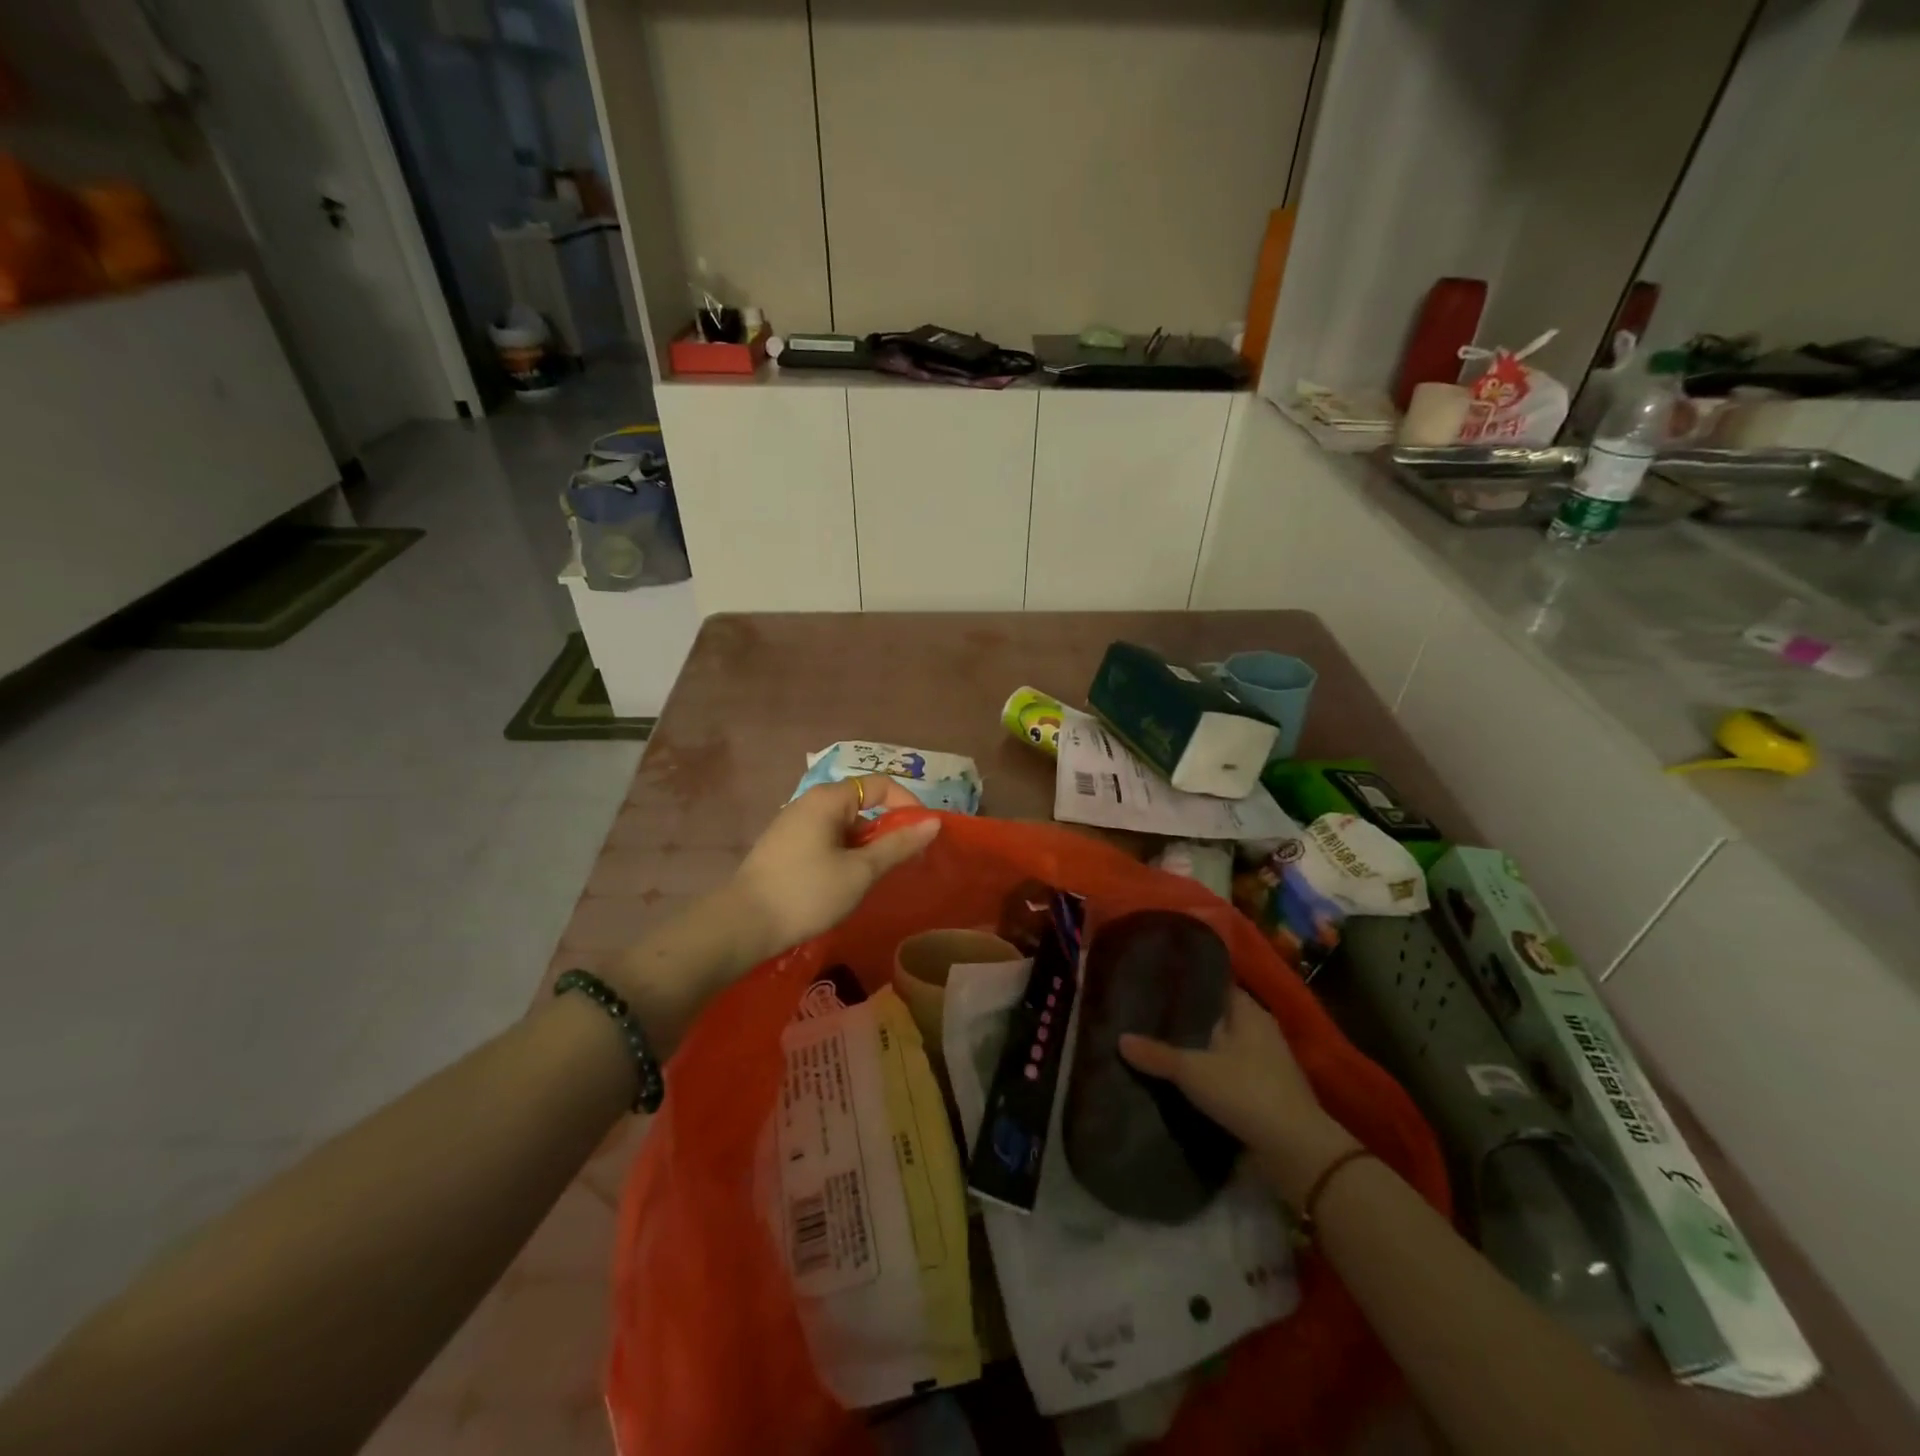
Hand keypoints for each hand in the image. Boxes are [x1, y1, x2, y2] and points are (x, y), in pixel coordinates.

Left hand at [729, 777, 939, 961]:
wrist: (743, 925)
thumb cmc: (807, 892)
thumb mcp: (860, 871)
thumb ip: (898, 845)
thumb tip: (933, 823)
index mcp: (829, 799)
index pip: (880, 784)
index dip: (908, 804)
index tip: (923, 834)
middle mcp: (810, 802)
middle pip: (862, 804)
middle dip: (887, 829)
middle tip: (904, 862)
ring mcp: (793, 824)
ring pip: (844, 826)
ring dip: (866, 846)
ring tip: (876, 878)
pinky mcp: (784, 847)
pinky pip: (826, 840)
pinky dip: (845, 854)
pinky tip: (845, 884)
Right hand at [1120, 986, 1358, 1203]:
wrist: (1297, 1153)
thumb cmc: (1248, 1093)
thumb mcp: (1194, 1071)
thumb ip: (1157, 1055)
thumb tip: (1120, 1038)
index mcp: (1249, 1013)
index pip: (1215, 984)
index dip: (1188, 981)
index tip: (1156, 980)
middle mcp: (1259, 1032)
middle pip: (1216, 1016)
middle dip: (1185, 1017)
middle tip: (1145, 1012)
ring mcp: (1264, 1064)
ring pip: (1219, 1047)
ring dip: (1194, 1048)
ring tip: (1154, 1043)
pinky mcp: (1262, 1094)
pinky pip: (1225, 1073)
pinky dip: (1205, 1074)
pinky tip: (1177, 1078)